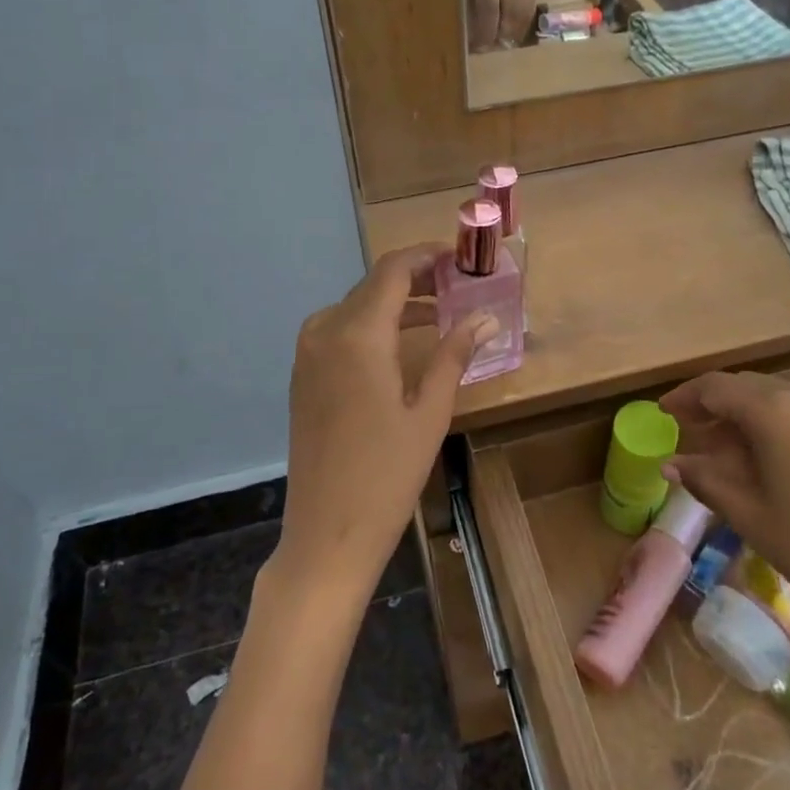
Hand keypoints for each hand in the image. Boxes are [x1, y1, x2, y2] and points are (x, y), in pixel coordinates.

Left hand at [275, 246, 496, 602]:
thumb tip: (486, 317)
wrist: (327, 533)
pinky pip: (339, 330)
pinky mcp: (303, 376)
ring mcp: (307, 354)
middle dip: (415, 277)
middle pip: (373, 285)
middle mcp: (325, 332)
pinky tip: (400, 343)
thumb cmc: (387, 474)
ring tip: (439, 311)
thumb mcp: (430, 412)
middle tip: (458, 284)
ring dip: (394, 302)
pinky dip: (372, 324)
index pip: (393, 271)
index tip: (459, 256)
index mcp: (357, 335)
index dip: (426, 256)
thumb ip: (454, 354)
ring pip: (355, 306)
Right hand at [659, 373, 789, 663]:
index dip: (685, 397)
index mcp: (776, 411)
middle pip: (751, 388)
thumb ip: (705, 478)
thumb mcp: (747, 514)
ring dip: (753, 416)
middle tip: (695, 434)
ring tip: (736, 451)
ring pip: (784, 399)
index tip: (665, 413)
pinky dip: (788, 425)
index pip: (717, 388)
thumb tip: (671, 464)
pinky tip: (783, 458)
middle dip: (718, 407)